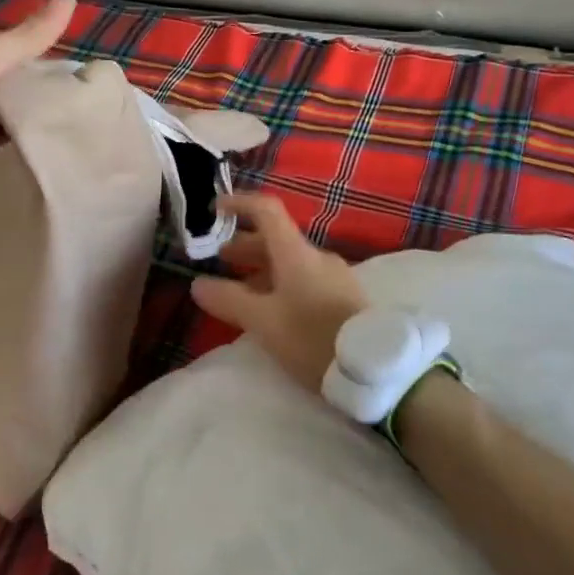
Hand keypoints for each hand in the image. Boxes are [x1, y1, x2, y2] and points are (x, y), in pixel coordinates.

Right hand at [190, 193, 369, 391]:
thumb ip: (228, 300)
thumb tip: (198, 283)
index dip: (240, 204)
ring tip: (241, 290)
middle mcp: (316, 257)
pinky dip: (281, 283)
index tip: (215, 210)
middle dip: (244, 245)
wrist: (375, 369)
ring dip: (262, 268)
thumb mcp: (262, 321)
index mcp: (295, 253)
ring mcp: (335, 276)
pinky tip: (273, 308)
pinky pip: (305, 279)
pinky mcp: (345, 298)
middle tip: (220, 259)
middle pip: (276, 238)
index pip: (266, 210)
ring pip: (290, 261)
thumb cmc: (312, 338)